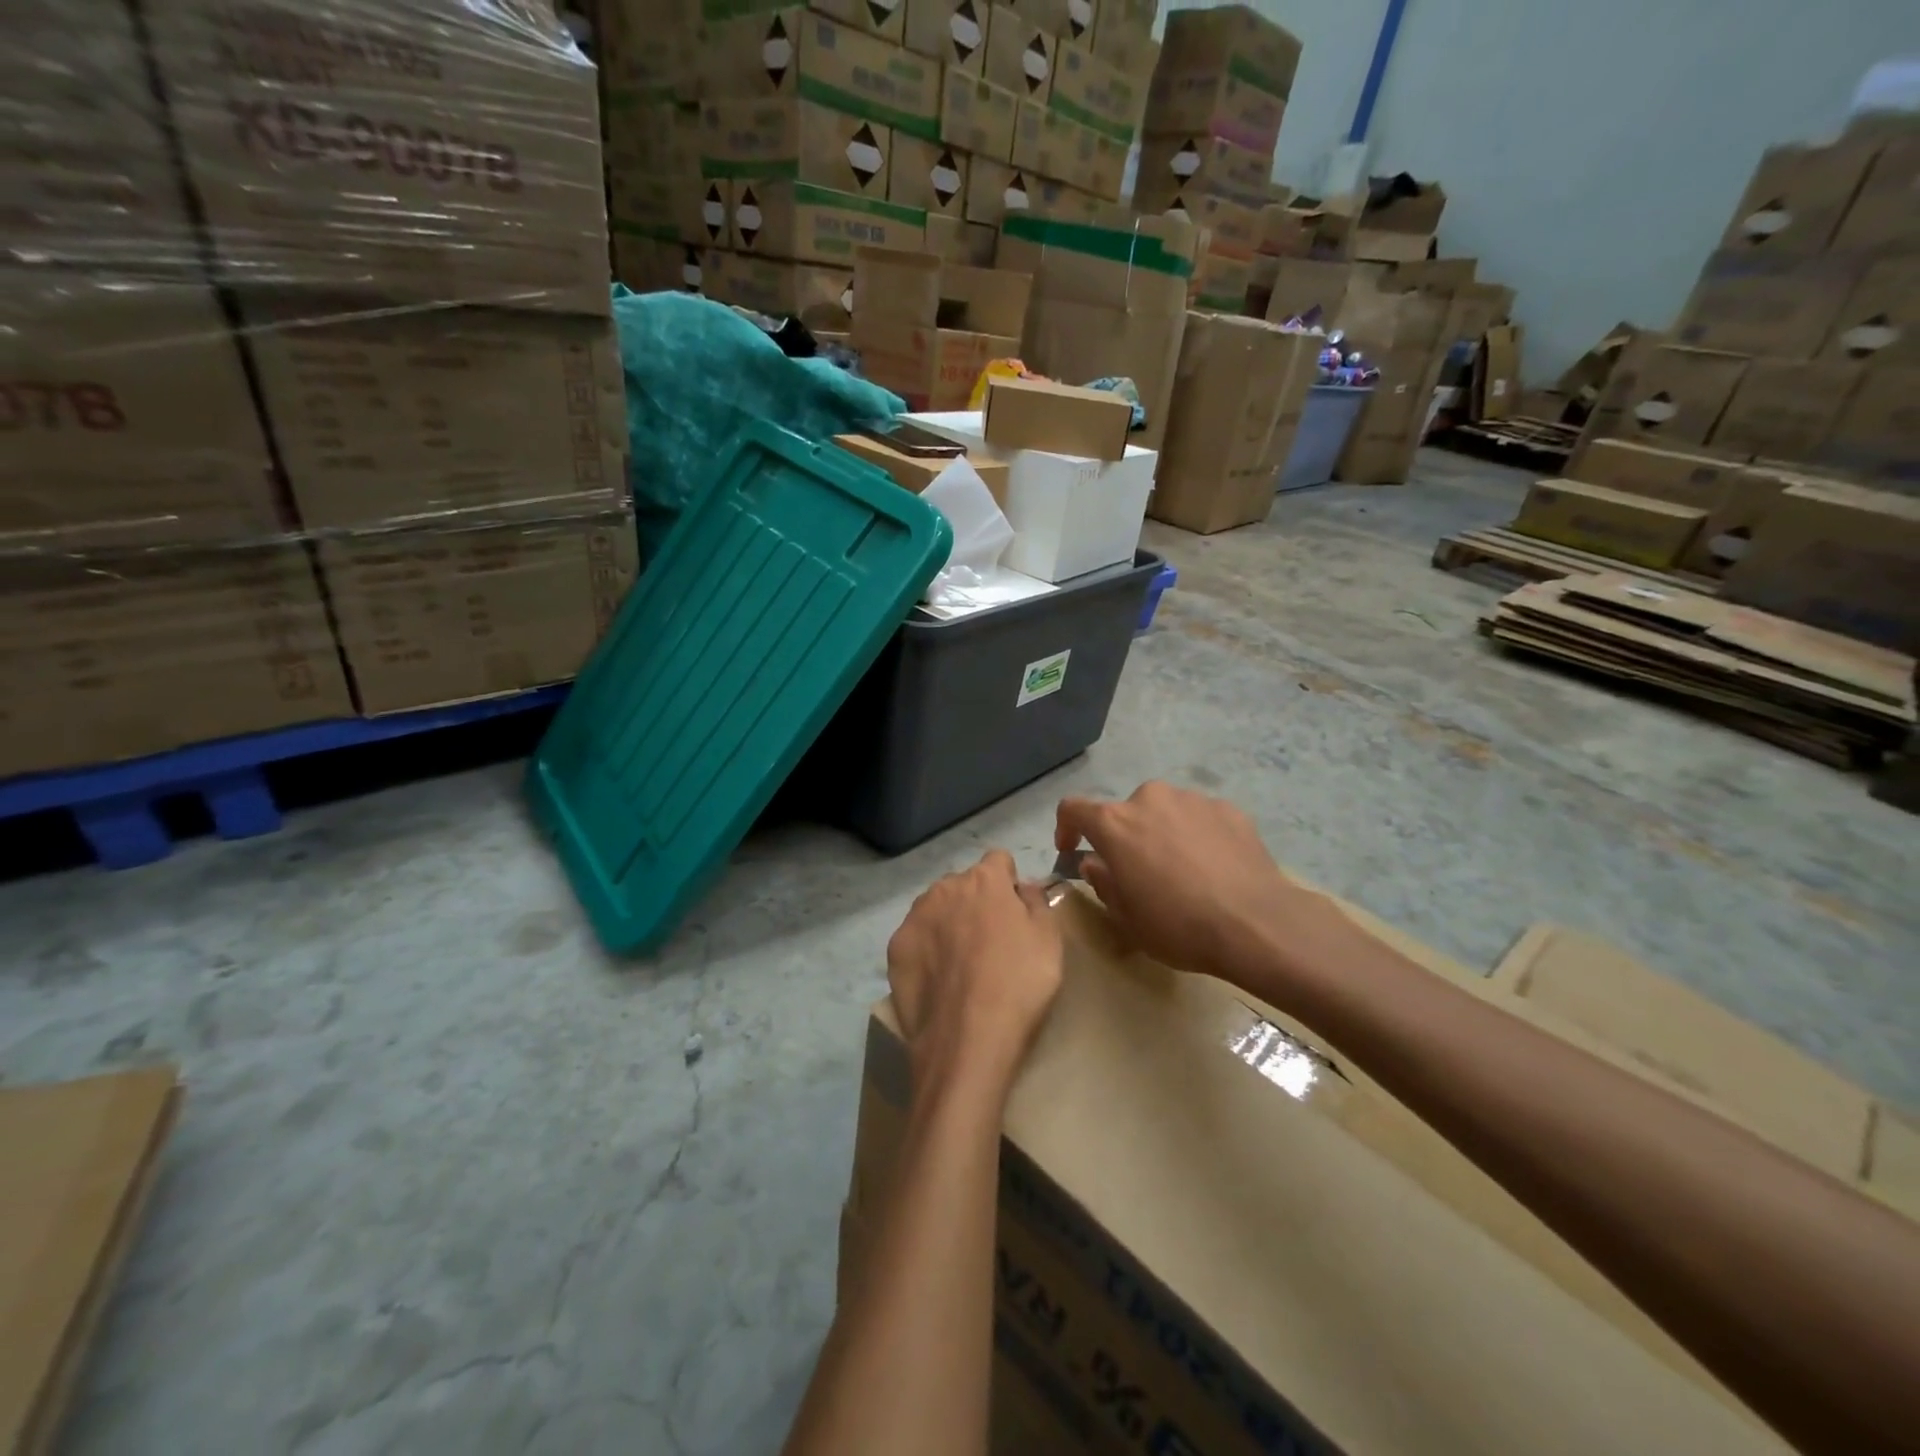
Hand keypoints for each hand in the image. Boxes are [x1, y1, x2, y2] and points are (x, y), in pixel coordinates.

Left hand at [886, 850, 1062, 1100]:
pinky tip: (939, 980)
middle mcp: (945, 887)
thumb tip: (1022, 886)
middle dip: (977, 902)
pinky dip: (926, 950)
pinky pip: (916, 937)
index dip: (1009, 883)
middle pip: (965, 884)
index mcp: (985, 880)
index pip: (999, 861)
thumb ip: (1036, 901)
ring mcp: (915, 917)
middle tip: (991, 942)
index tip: (1016, 912)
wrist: (967, 1039)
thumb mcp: (1050, 940)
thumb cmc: (1019, 984)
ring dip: (949, 922)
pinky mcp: (895, 948)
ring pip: (936, 908)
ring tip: (962, 964)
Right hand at [1055, 782, 1342, 989]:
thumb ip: (1103, 882)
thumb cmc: (1178, 925)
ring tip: (1182, 871)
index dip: (1066, 828)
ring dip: (1162, 834)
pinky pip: (1199, 818)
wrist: (1256, 923)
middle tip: (1139, 872)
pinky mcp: (1228, 808)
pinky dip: (1197, 836)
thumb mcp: (1126, 918)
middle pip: (1125, 812)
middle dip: (1125, 837)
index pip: (1073, 809)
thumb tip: (1096, 863)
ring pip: (1164, 812)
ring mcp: (1192, 799)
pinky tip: (1213, 869)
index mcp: (1115, 823)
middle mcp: (1149, 798)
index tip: (1072, 850)